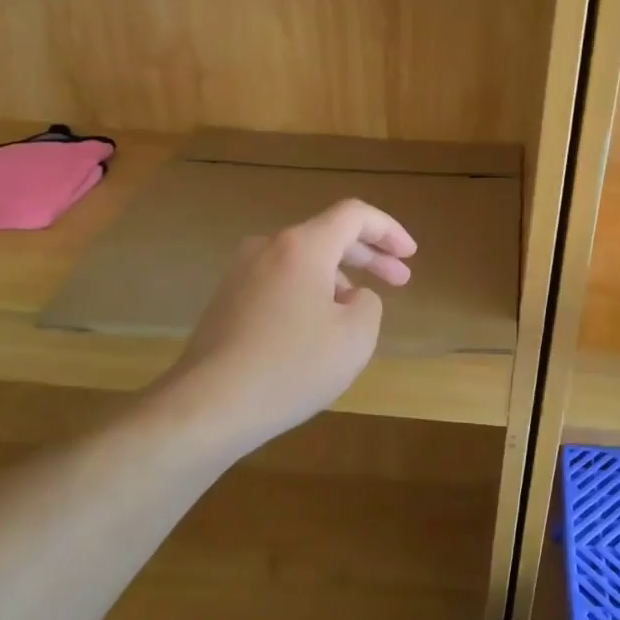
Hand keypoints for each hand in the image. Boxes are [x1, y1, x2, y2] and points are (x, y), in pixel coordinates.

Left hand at [162, 199, 416, 454]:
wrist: (209, 404)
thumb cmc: (292, 367)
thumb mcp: (355, 337)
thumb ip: (368, 304)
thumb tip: (350, 296)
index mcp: (303, 246)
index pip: (354, 215)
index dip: (388, 230)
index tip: (410, 255)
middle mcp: (268, 247)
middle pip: (328, 235)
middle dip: (369, 256)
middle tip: (400, 280)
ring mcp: (241, 272)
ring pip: (302, 260)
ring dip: (338, 276)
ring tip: (356, 313)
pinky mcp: (226, 299)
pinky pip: (279, 281)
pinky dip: (308, 291)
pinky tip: (316, 328)